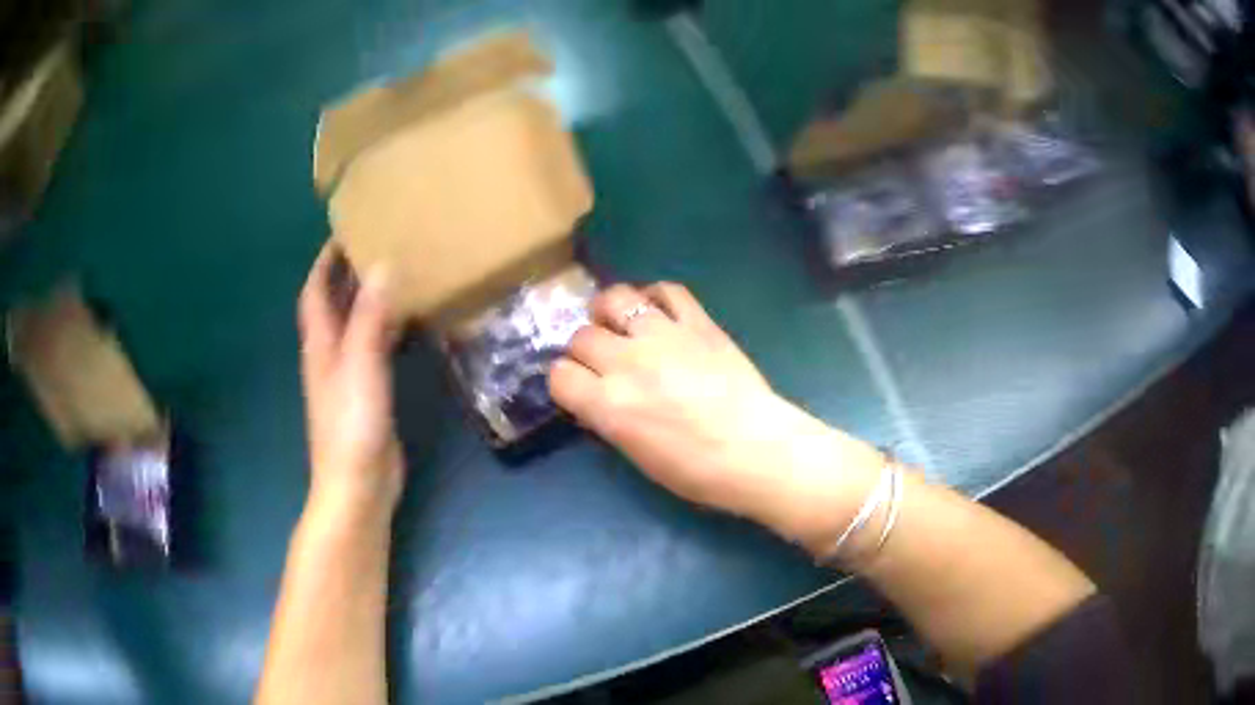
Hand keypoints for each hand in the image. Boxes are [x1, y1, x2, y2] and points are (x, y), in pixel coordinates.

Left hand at [298, 245, 403, 524]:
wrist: (358, 485)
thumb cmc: (352, 425)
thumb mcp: (360, 366)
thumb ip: (369, 317)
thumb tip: (382, 264)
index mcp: (321, 345)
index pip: (315, 291)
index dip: (324, 261)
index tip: (344, 231)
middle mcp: (330, 355)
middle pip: (334, 304)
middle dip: (348, 273)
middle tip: (378, 243)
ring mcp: (349, 375)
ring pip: (356, 325)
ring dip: (369, 298)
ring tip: (398, 272)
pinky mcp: (369, 393)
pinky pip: (376, 348)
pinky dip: (387, 328)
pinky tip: (409, 322)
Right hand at [549, 283, 882, 544]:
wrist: (758, 451)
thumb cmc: (698, 471)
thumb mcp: (638, 455)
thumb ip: (610, 418)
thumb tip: (598, 396)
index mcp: (608, 405)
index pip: (559, 375)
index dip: (565, 381)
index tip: (579, 388)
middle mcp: (627, 362)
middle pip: (581, 336)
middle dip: (585, 349)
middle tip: (603, 361)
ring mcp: (663, 334)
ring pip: (614, 298)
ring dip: (609, 311)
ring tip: (620, 323)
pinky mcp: (697, 321)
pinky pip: (666, 289)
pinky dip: (654, 296)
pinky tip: (658, 311)